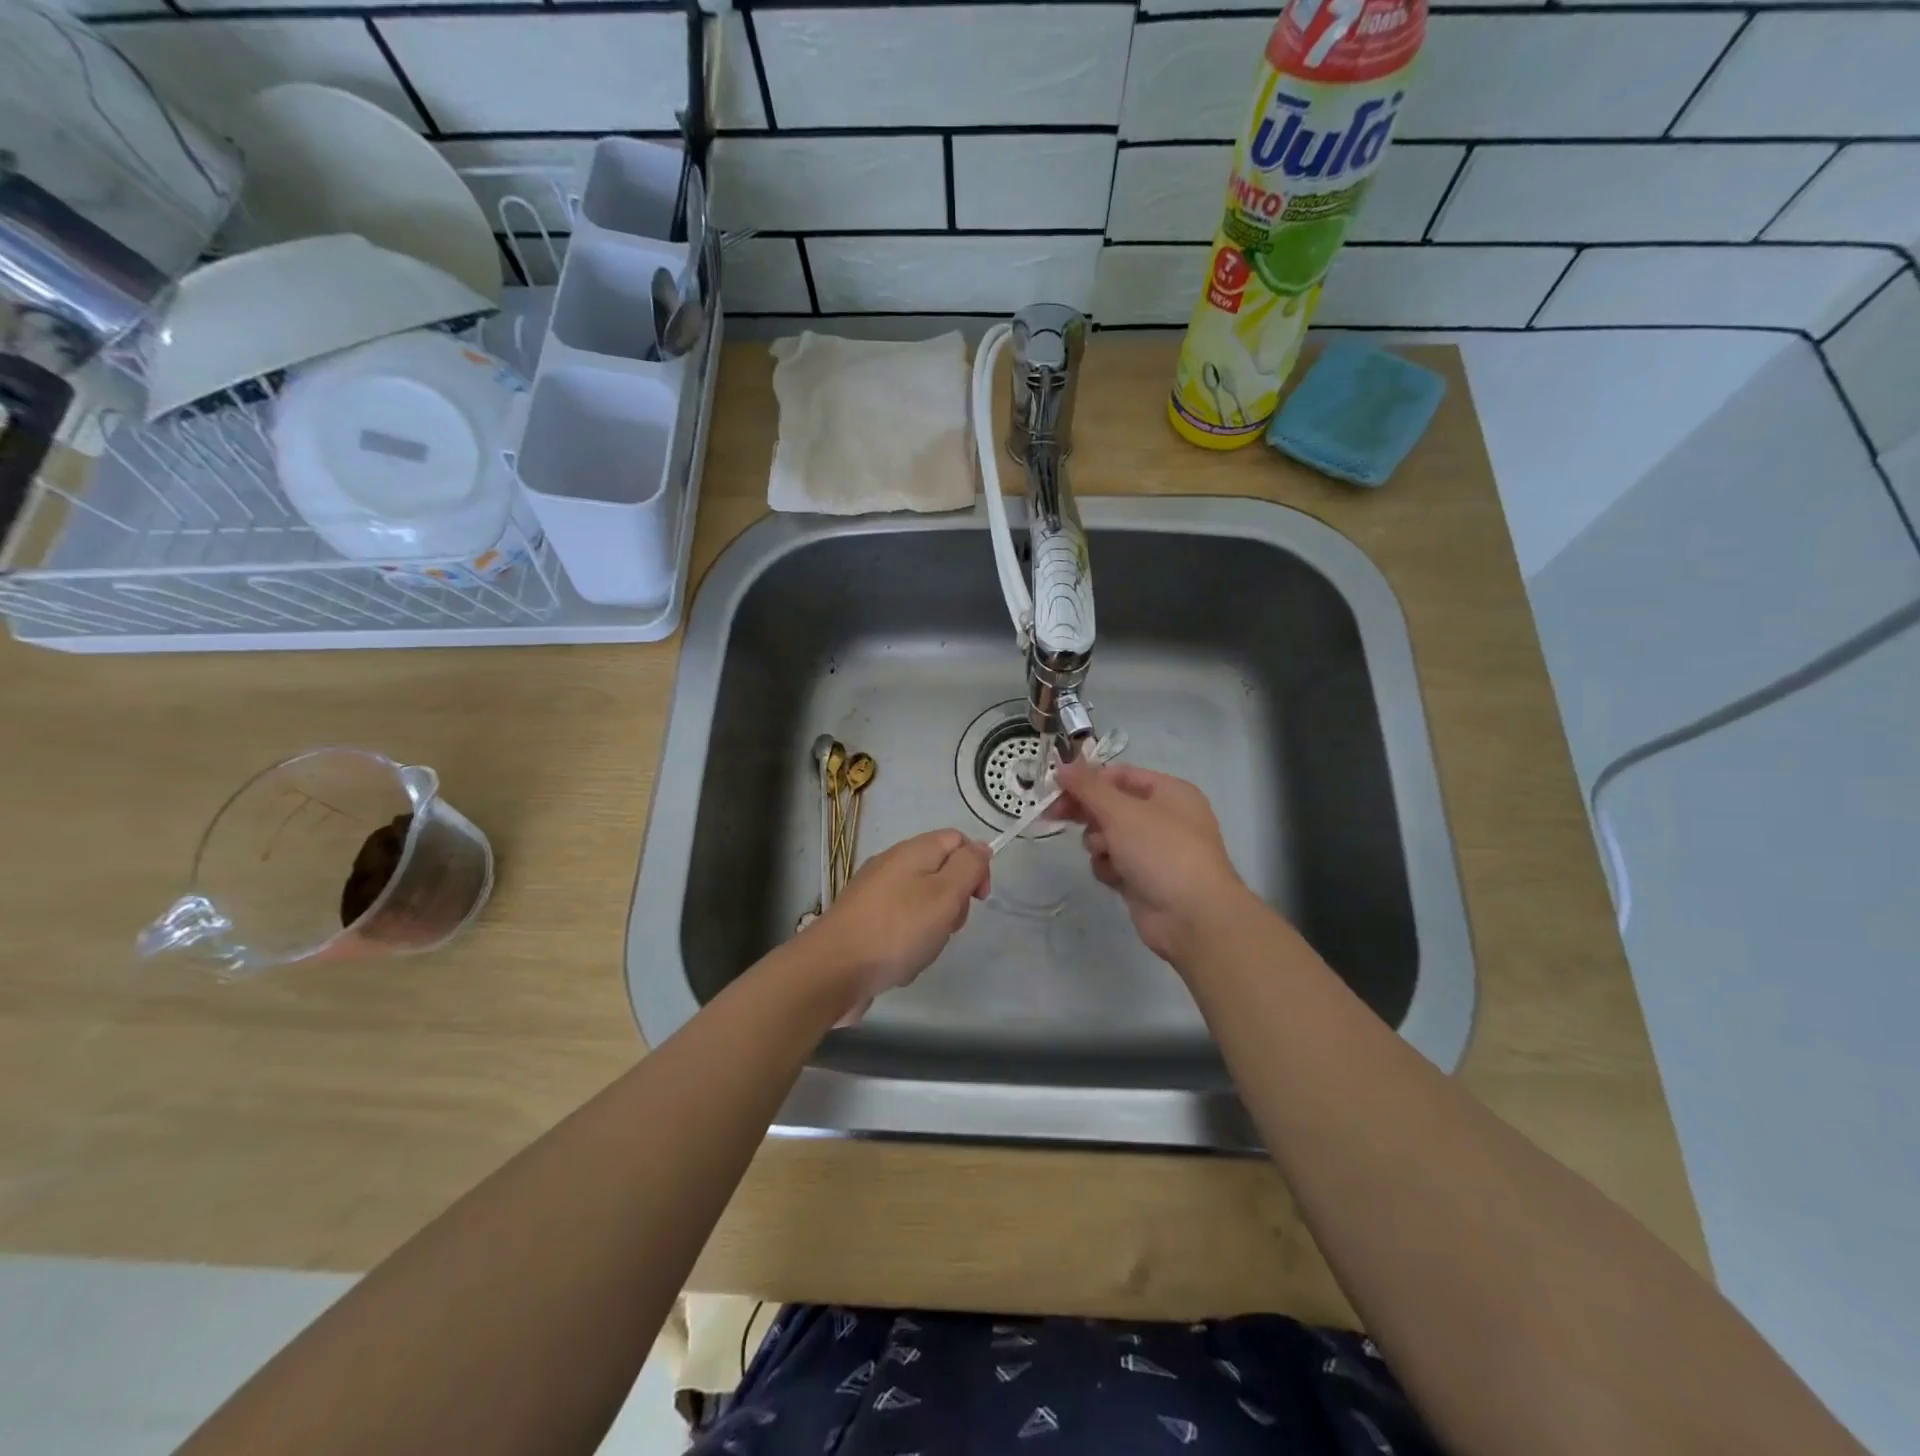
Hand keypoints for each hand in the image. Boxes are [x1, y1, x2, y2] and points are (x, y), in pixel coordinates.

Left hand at [806, 828, 989, 1017]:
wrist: (832, 970)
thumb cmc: (897, 930)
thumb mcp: (945, 894)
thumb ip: (968, 867)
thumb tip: (981, 846)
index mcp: (913, 851)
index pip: (957, 840)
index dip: (975, 865)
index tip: (978, 899)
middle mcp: (892, 865)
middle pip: (940, 874)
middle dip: (953, 904)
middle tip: (946, 928)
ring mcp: (874, 894)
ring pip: (922, 905)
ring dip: (931, 930)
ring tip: (920, 952)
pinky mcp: (862, 921)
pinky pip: (899, 927)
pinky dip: (907, 945)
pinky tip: (900, 964)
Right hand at [1054, 759, 1251, 966]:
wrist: (1192, 917)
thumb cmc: (1161, 851)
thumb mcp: (1122, 811)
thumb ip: (1088, 787)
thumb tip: (1063, 766)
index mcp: (1169, 792)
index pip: (1120, 775)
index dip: (1088, 779)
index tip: (1057, 787)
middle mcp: (1164, 817)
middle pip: (1111, 805)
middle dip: (1087, 812)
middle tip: (1055, 815)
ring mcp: (1154, 850)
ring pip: (1108, 835)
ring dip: (1099, 843)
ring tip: (1107, 853)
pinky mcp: (1143, 878)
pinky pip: (1113, 863)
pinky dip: (1109, 868)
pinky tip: (1116, 877)